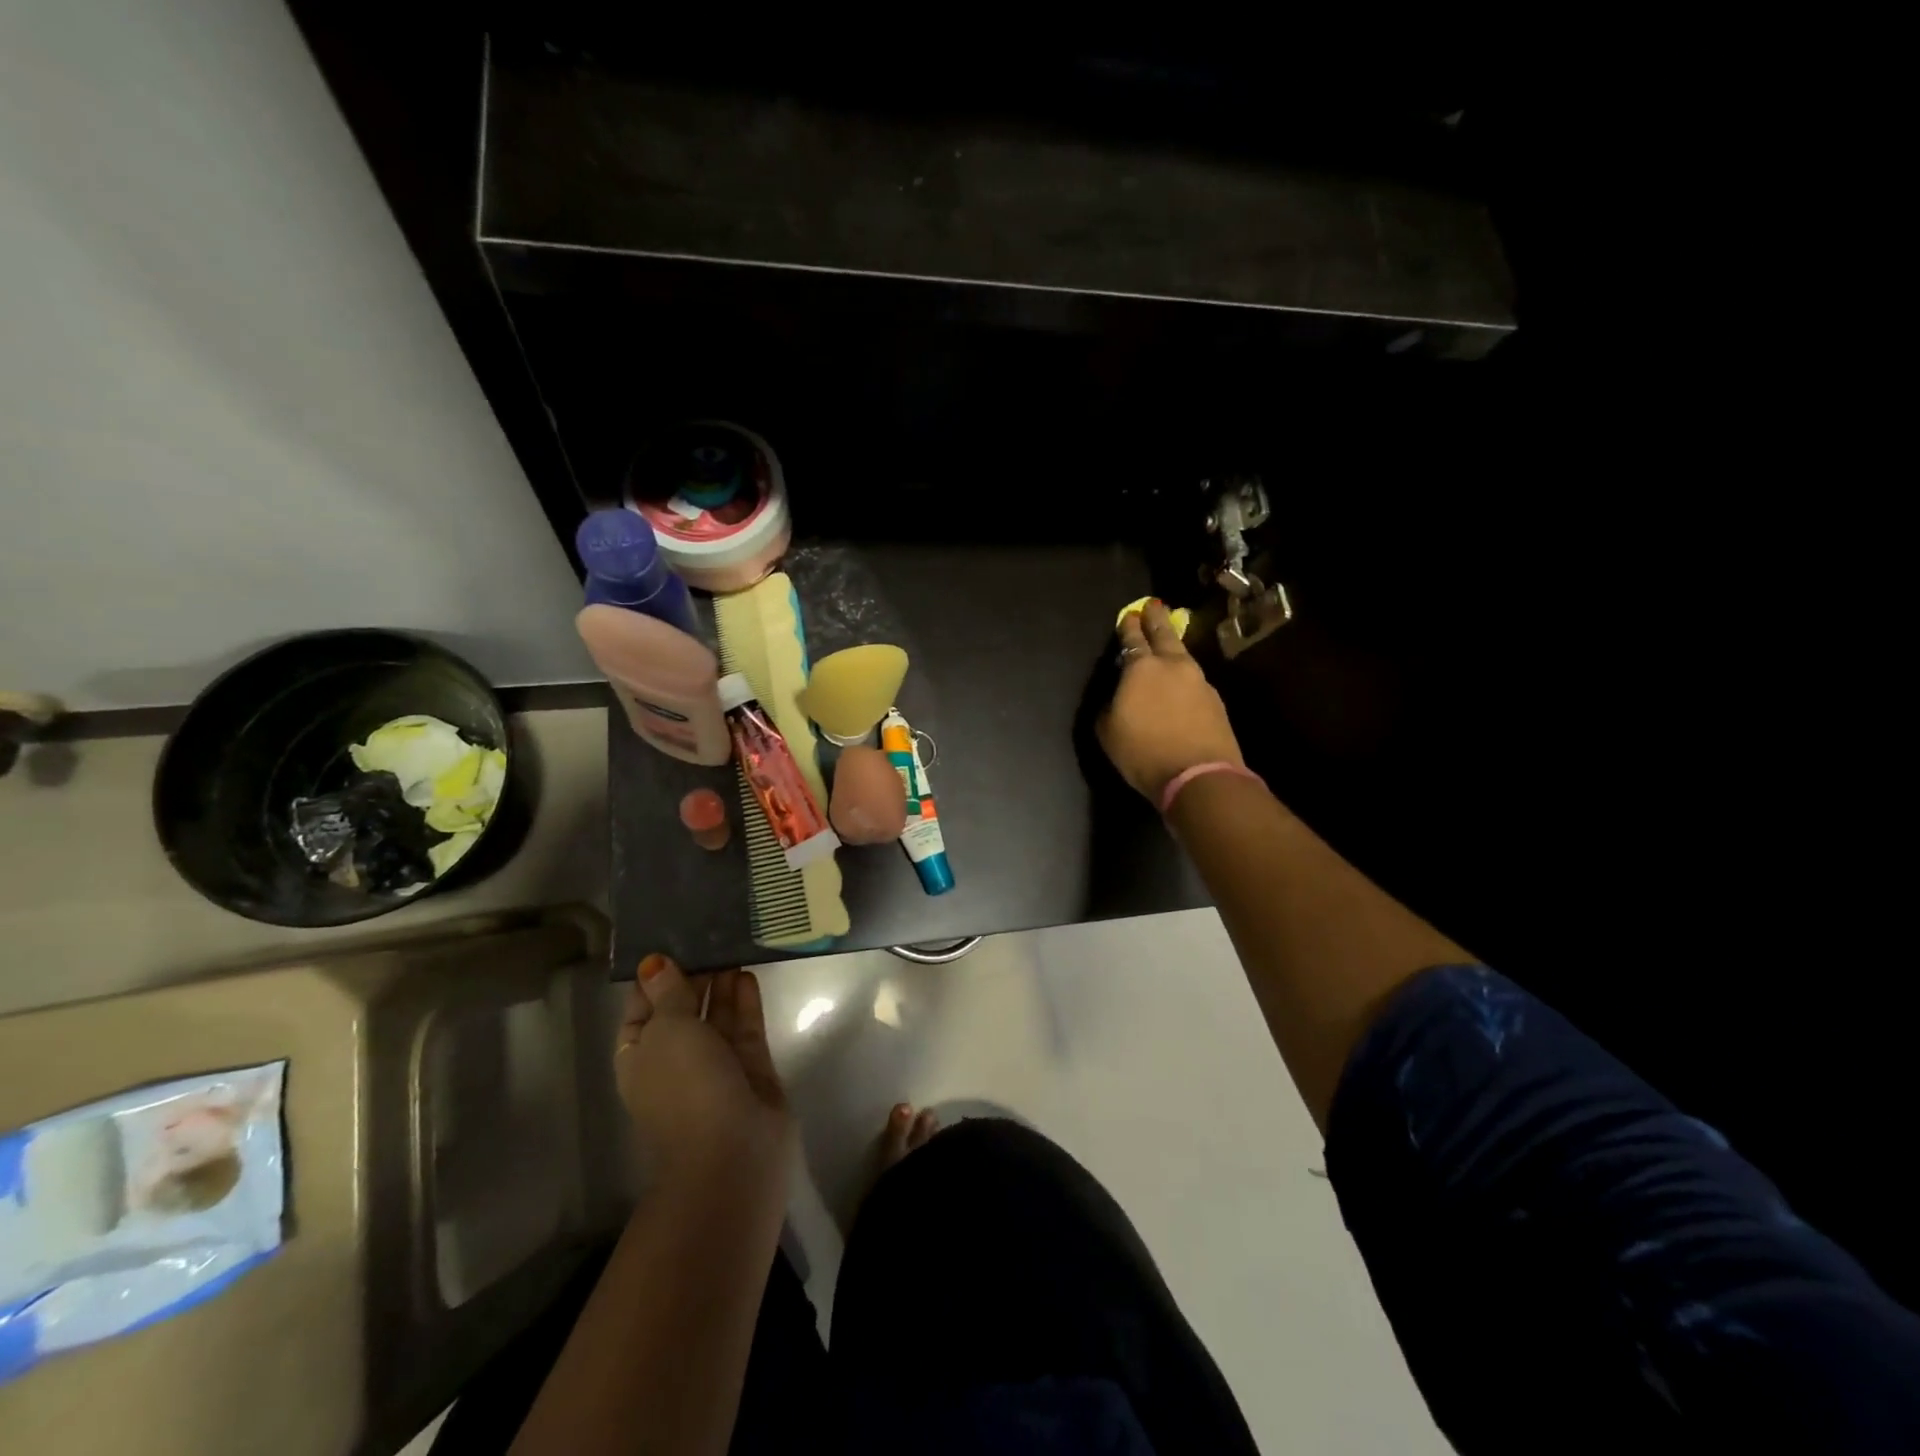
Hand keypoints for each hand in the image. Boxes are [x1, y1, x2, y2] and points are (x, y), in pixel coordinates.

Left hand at [616, 955, 793, 1190]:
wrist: (732, 1153)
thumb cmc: (685, 1087)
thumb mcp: (668, 1031)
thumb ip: (668, 993)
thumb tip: (654, 962)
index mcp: (640, 1057)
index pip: (641, 1010)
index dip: (653, 979)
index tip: (670, 941)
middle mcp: (675, 1060)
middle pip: (683, 1010)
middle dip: (694, 976)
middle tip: (710, 934)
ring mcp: (715, 1066)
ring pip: (717, 1017)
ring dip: (721, 984)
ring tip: (731, 945)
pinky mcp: (750, 1069)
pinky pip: (745, 1028)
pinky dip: (745, 1002)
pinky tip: (748, 974)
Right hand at [1098, 600, 1245, 802]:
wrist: (1199, 776)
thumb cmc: (1143, 753)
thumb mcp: (1108, 731)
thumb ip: (1111, 706)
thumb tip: (1119, 698)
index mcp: (1141, 668)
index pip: (1133, 639)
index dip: (1129, 626)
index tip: (1130, 615)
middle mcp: (1172, 666)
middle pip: (1164, 634)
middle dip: (1156, 619)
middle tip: (1153, 605)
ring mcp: (1199, 681)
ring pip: (1183, 656)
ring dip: (1173, 648)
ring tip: (1167, 645)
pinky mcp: (1215, 701)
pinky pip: (1194, 680)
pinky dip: (1184, 677)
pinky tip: (1180, 684)